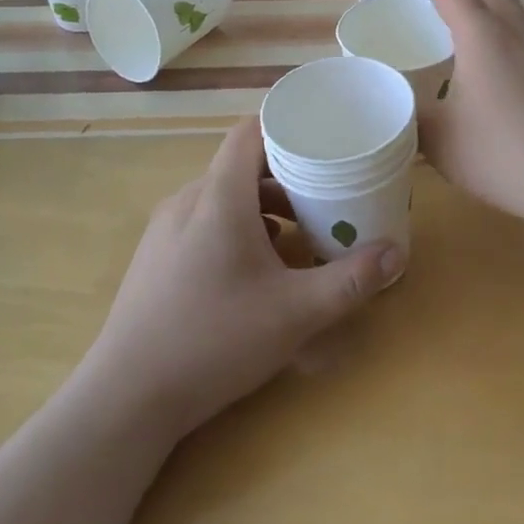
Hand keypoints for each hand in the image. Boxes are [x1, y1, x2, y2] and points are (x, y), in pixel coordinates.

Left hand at [79, 117, 403, 444]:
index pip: (249, 132)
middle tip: (324, 192)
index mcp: (218, 196)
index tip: (322, 136)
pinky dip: (236, 228)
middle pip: (240, 166)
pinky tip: (255, 269)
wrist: (127, 398)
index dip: (285, 126)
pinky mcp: (155, 257)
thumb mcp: (295, 312)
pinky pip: (203, 222)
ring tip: (297, 234)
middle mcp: (188, 200)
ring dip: (261, 206)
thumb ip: (349, 281)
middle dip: (285, 175)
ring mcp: (165, 229)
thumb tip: (397, 253)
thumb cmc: (215, 339)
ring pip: (221, 196)